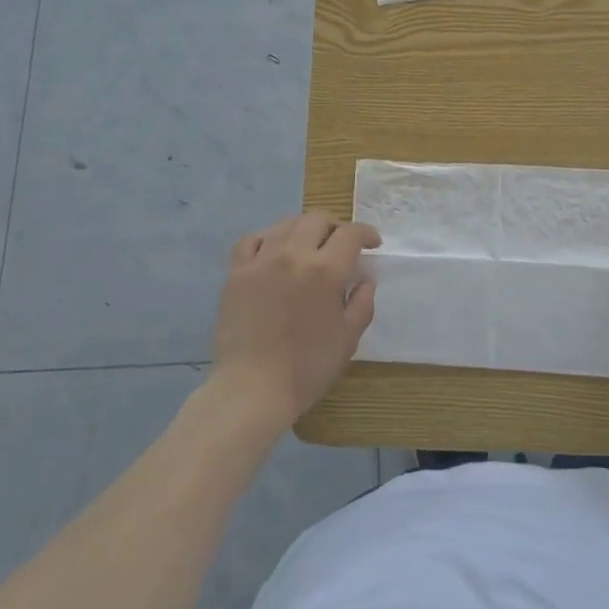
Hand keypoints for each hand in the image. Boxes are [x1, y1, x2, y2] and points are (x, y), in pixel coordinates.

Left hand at [210, 212, 378, 426]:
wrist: (252, 389)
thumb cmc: (306, 368)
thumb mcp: (348, 339)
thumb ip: (361, 303)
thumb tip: (365, 278)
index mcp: (325, 270)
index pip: (350, 234)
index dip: (366, 233)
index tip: (372, 243)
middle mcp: (293, 254)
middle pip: (317, 220)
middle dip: (335, 227)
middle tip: (341, 245)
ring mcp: (261, 260)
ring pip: (286, 224)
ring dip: (304, 229)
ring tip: (308, 245)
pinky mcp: (236, 272)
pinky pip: (251, 240)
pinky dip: (266, 239)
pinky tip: (272, 252)